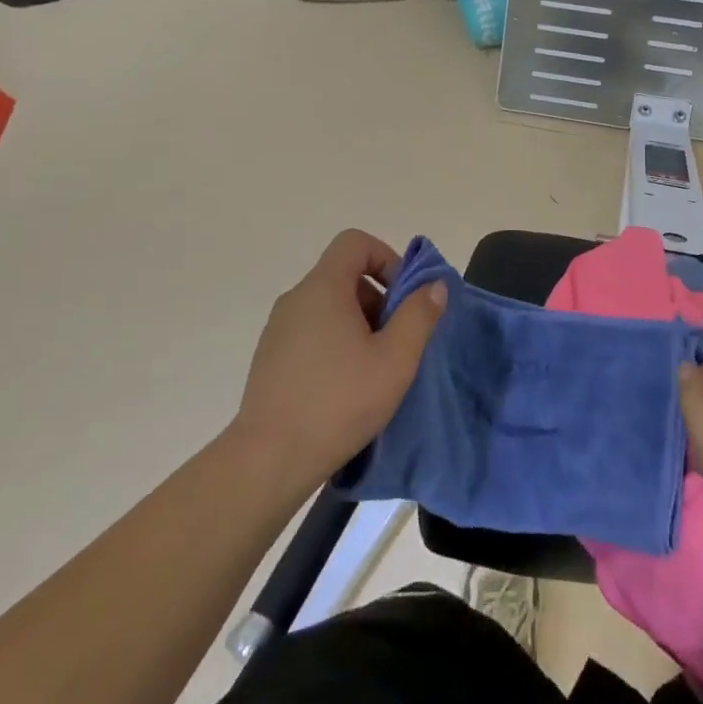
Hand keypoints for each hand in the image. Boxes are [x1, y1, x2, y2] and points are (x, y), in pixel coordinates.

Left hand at [231, 230, 445, 490]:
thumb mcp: (395, 360)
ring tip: (374, 369)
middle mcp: (296, 299)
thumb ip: (419, 316)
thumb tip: (434, 286)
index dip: (386, 259)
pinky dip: (335, 344)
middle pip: (345, 275)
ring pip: (329, 306)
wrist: (268, 461)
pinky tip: (345, 387)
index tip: (403, 298)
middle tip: (396, 341)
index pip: (355, 242)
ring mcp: (278, 329)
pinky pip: (311, 332)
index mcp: (323, 288)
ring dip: (359, 325)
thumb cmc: (338, 402)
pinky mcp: (270, 358)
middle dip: (378, 299)